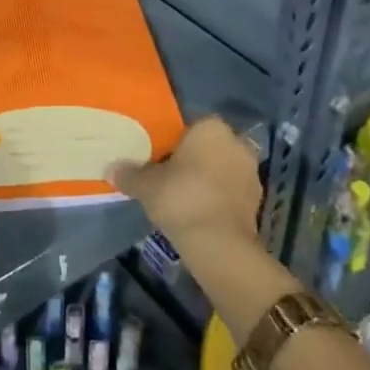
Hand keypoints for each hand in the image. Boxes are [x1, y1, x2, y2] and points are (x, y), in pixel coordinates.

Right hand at [111, 115, 262, 260]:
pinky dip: (218, 197)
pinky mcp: (258, 199)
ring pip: (222, 167)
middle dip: (193, 158)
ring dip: (207, 178)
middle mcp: (236, 142)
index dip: (172, 141)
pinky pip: (231, 190)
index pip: (189, 126)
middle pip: (208, 146)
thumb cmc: (181, 198)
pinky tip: (200, 211)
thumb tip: (112, 169)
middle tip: (169, 176)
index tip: (158, 157)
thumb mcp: (146, 185)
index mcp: (211, 128)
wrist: (219, 243)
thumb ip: (129, 174)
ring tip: (184, 196)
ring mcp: (251, 171)